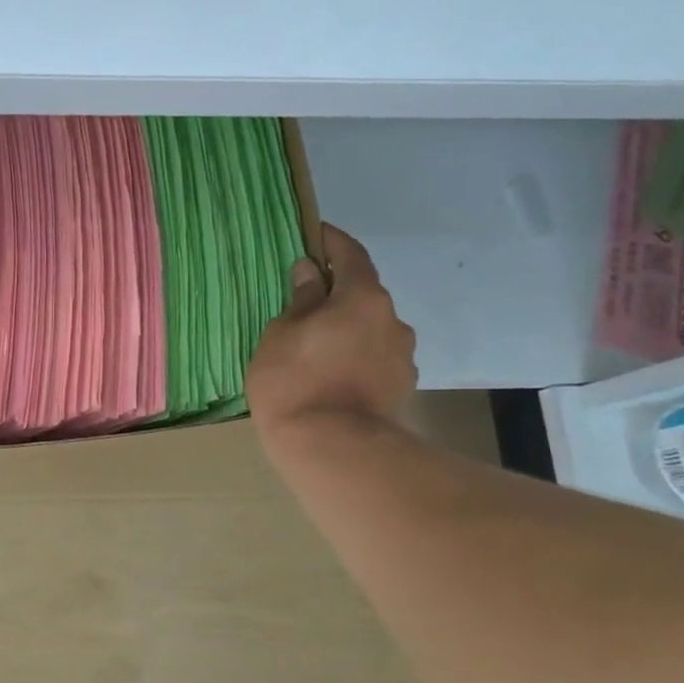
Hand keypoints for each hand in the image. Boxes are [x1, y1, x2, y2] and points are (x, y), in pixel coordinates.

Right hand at [247, 223, 418, 452]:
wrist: (332, 448)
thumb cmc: (295, 381)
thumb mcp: (281, 334)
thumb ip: (300, 300)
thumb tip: (310, 273)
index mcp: (363, 298)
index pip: (350, 256)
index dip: (332, 242)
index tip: (316, 234)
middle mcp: (392, 320)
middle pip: (364, 295)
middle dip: (338, 294)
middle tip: (307, 303)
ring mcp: (402, 356)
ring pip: (371, 330)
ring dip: (349, 329)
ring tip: (319, 348)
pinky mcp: (401, 387)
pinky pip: (375, 358)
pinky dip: (356, 357)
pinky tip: (334, 375)